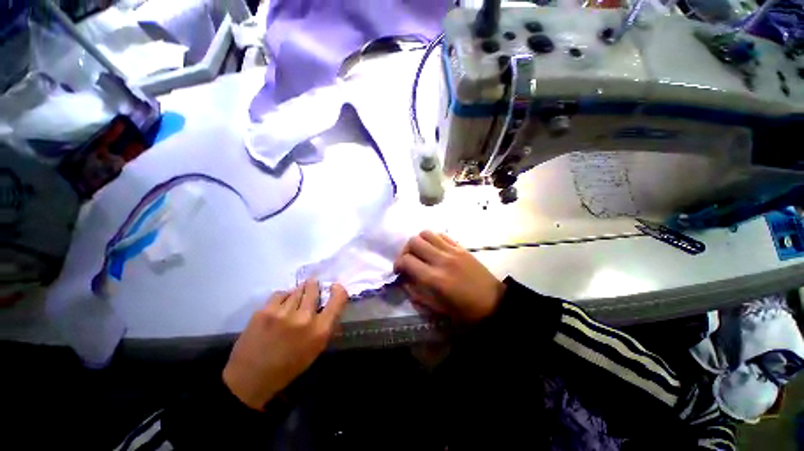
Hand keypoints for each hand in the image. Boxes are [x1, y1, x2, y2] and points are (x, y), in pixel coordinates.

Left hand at [222, 280, 347, 409]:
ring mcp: (283, 313)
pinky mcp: (265, 311)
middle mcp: (304, 318)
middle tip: (310, 289)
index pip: (338, 298)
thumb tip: (328, 303)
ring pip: (296, 290)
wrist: (250, 378)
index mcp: (320, 330)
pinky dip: (283, 297)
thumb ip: (325, 324)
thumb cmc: (288, 367)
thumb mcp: (315, 348)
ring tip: (293, 302)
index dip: (338, 289)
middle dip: (313, 287)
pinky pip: (280, 294)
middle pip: (314, 288)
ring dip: (298, 293)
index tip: (333, 288)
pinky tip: (279, 307)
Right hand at [394, 231, 504, 322]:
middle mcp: (441, 260)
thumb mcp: (436, 308)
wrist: (493, 302)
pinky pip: (441, 234)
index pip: (406, 261)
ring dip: (418, 241)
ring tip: (420, 252)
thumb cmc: (463, 310)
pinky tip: (434, 248)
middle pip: (414, 242)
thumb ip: (416, 292)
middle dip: (405, 250)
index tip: (399, 271)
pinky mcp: (461, 247)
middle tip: (408, 260)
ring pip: (426, 233)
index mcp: (434, 278)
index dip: (397, 264)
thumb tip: (404, 279)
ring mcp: (452, 250)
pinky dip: (432, 239)